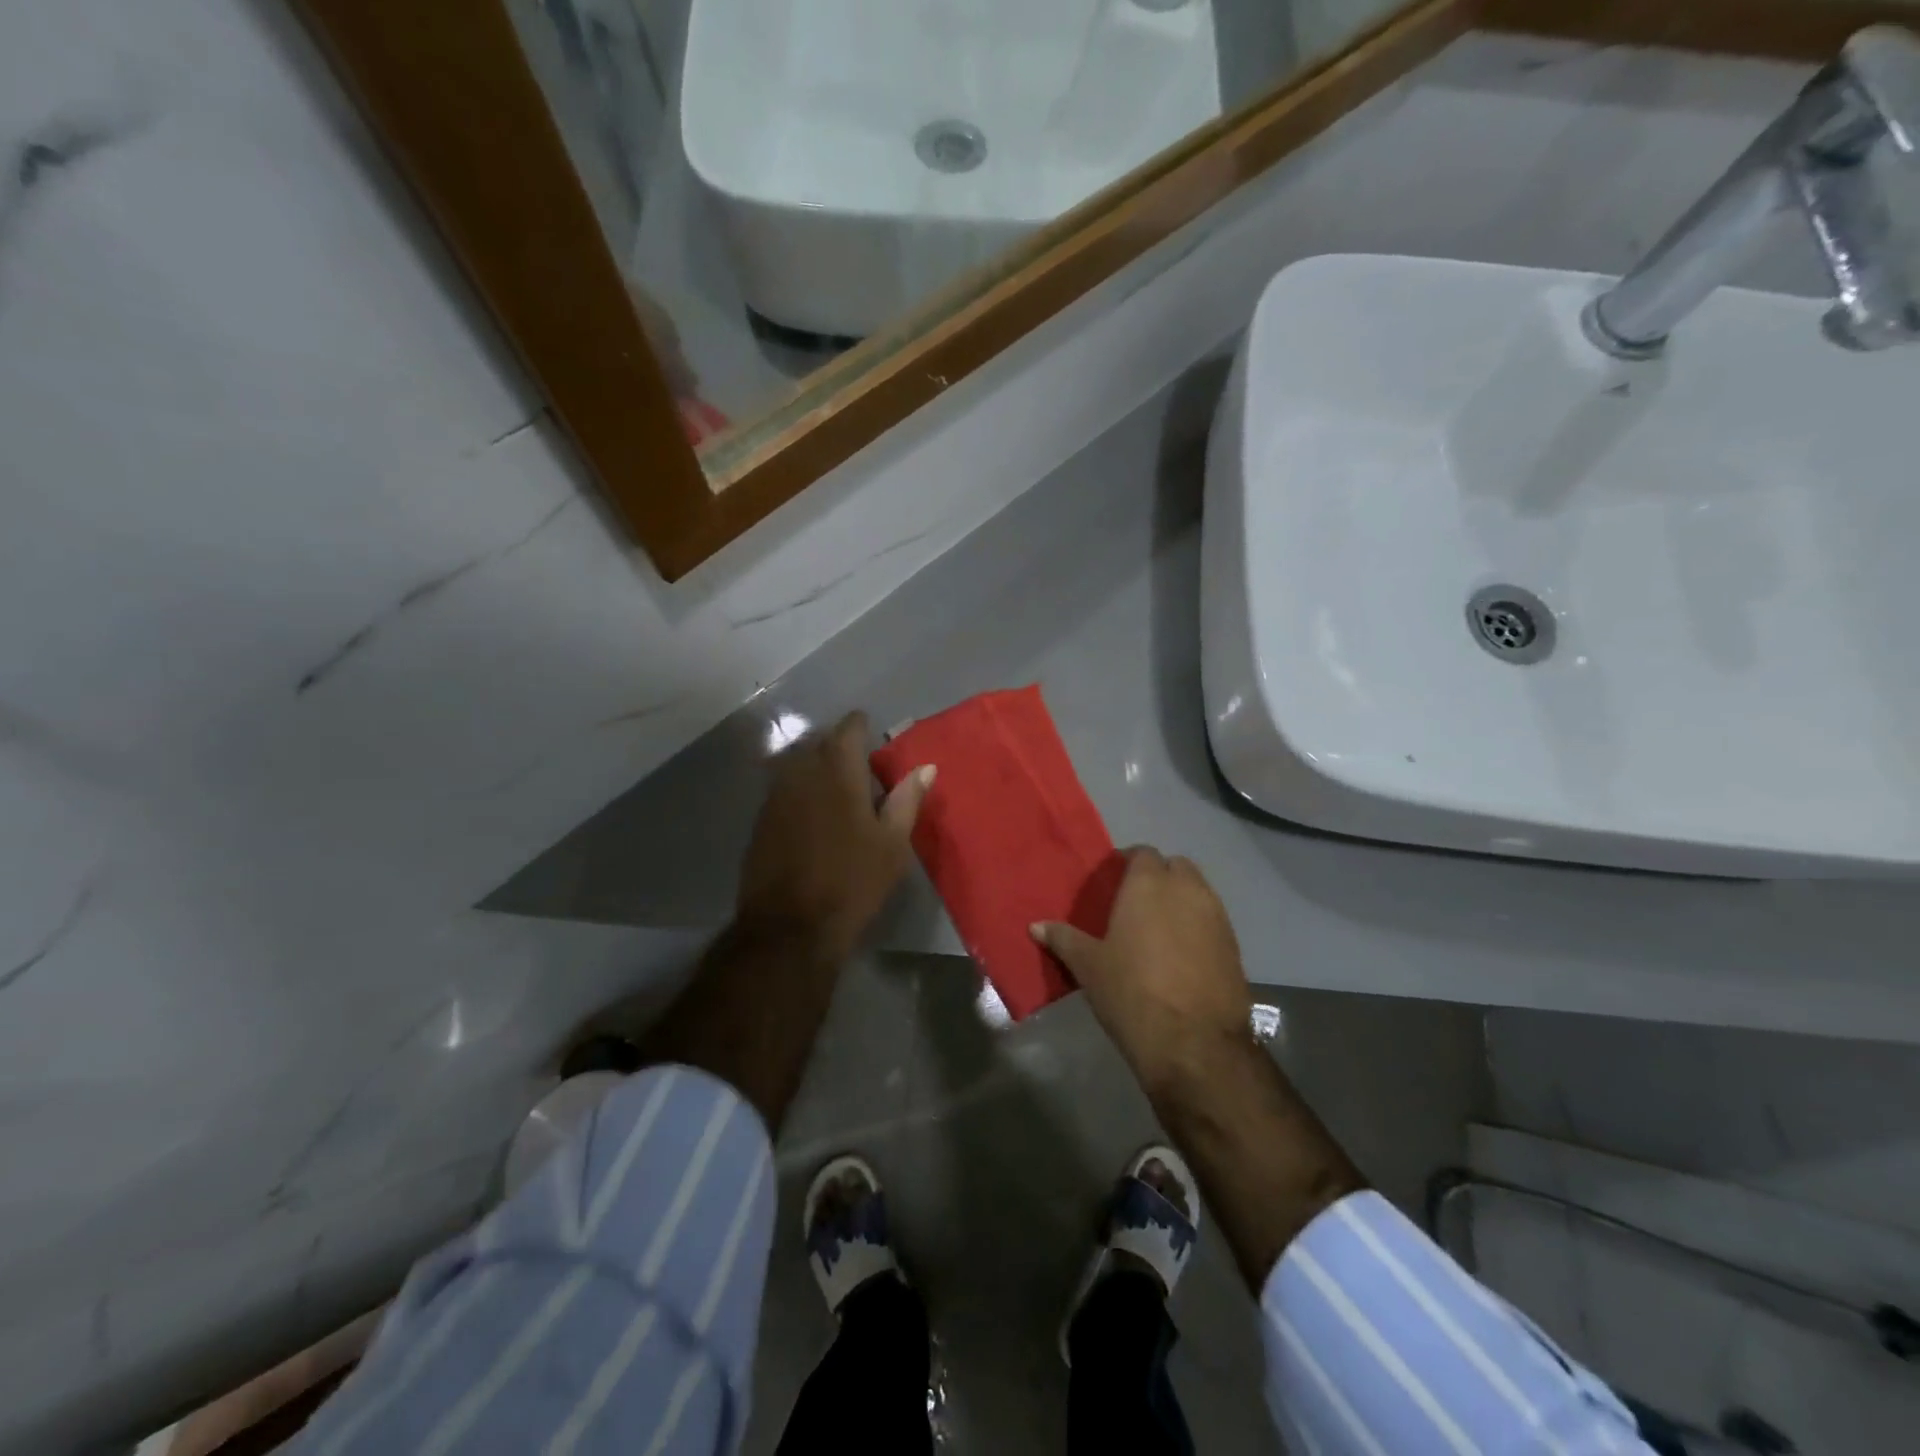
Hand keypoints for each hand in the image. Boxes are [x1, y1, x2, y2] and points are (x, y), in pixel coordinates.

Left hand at [737, 711, 934, 960]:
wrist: (790, 926)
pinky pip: (782, 788)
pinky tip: (811, 811)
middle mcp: (802, 774)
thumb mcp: (892, 844)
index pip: (847, 730)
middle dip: (837, 744)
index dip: (859, 725)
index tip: (870, 729)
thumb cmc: (853, 882)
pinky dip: (799, 788)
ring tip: (835, 784)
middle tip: (858, 761)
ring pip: (796, 764)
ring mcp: (776, 797)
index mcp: (839, 774)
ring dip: (816, 765)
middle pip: (818, 743)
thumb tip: (926, 767)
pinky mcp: (761, 820)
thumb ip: (907, 800)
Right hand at [1032, 847, 1251, 1094]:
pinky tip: (1181, 955)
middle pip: (1176, 867)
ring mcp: (1217, 917)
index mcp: (1148, 885)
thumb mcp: (1088, 967)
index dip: (1129, 863)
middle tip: (1135, 904)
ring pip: (1198, 892)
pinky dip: (1198, 927)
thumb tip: (1035, 926)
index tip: (1113, 883)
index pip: (1143, 853)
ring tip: (1158, 930)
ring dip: (1181, 901)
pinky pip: (1212, 921)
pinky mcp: (1235, 946)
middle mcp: (1187, 890)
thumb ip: (1063, 939)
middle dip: (1159, 877)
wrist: (1195, 1045)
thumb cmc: (1132, 993)